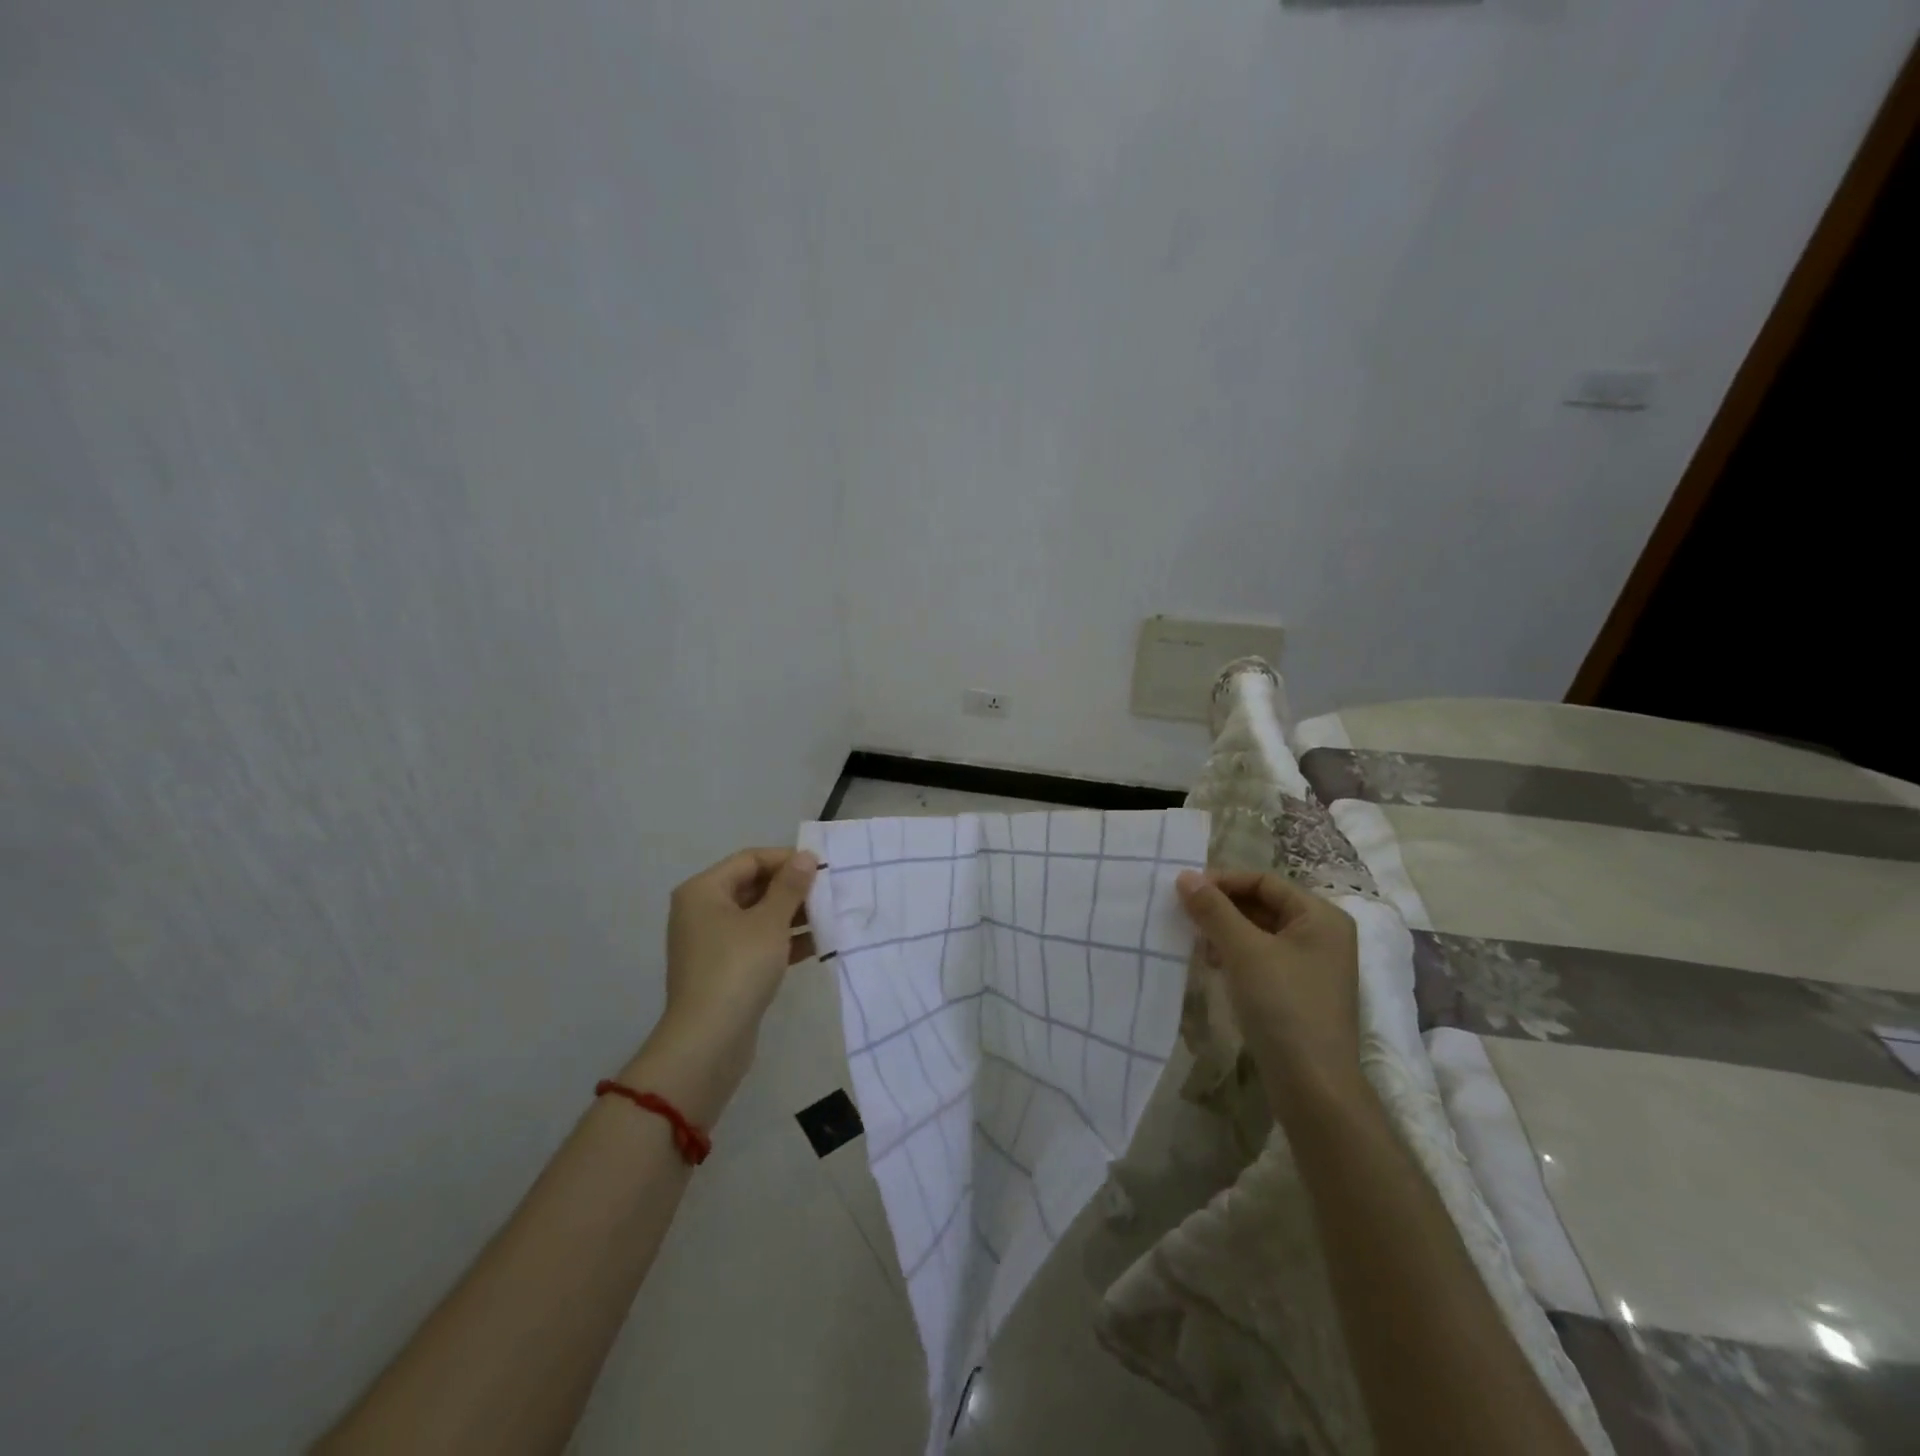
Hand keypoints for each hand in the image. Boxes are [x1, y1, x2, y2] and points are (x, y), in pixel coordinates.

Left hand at [625, 848, 818, 1114]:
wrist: (708, 1041)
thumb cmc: (738, 968)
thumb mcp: (770, 922)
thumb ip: (790, 886)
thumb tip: (805, 856)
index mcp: (704, 891)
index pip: (750, 859)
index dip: (787, 860)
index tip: (822, 868)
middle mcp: (702, 911)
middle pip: (753, 886)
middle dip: (792, 889)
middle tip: (830, 892)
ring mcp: (712, 942)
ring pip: (758, 916)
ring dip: (792, 915)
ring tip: (830, 917)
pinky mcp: (724, 970)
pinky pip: (757, 943)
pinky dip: (784, 941)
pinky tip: (818, 944)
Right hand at [1175, 869, 1364, 1121]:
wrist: (1313, 1086)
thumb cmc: (1283, 1006)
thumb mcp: (1243, 951)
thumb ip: (1213, 909)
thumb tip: (1184, 875)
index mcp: (1321, 917)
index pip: (1264, 881)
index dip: (1223, 881)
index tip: (1185, 890)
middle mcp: (1323, 935)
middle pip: (1263, 904)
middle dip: (1223, 907)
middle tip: (1184, 914)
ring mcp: (1313, 966)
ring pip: (1260, 932)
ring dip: (1225, 931)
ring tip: (1195, 941)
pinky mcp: (1299, 992)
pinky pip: (1262, 958)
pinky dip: (1236, 955)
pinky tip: (1212, 965)